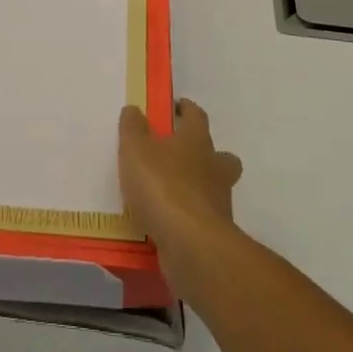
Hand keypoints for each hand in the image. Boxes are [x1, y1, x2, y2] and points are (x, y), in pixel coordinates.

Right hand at [119, 99, 243, 289]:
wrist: (191, 245)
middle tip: (181, 156)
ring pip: (214, 188)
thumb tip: (134, 109)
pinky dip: (189, 217)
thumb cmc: (163, 186)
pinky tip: (167, 222)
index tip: (178, 106)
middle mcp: (214, 168)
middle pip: (219, 156)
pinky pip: (202, 218)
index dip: (187, 110)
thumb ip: (132, 128)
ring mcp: (218, 202)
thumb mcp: (136, 150)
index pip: (197, 117)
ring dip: (197, 188)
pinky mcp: (214, 233)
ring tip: (169, 194)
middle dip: (205, 154)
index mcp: (197, 141)